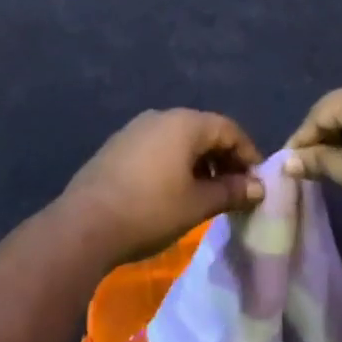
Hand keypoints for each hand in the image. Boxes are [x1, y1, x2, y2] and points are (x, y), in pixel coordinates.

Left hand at [61, 110, 264, 266]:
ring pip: (179, 139)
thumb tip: (257, 187)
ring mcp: (135, 129)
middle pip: (204, 131)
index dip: (248, 154)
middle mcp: (161, 116)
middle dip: (224, 159)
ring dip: (199, 163)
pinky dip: (174, 164)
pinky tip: (174, 192)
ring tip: (207, 195)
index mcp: (185, 123)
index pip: (228, 129)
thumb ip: (231, 192)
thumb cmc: (150, 210)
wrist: (84, 225)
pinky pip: (158, 147)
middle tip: (235, 191)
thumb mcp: (197, 205)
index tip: (257, 184)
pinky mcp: (118, 146)